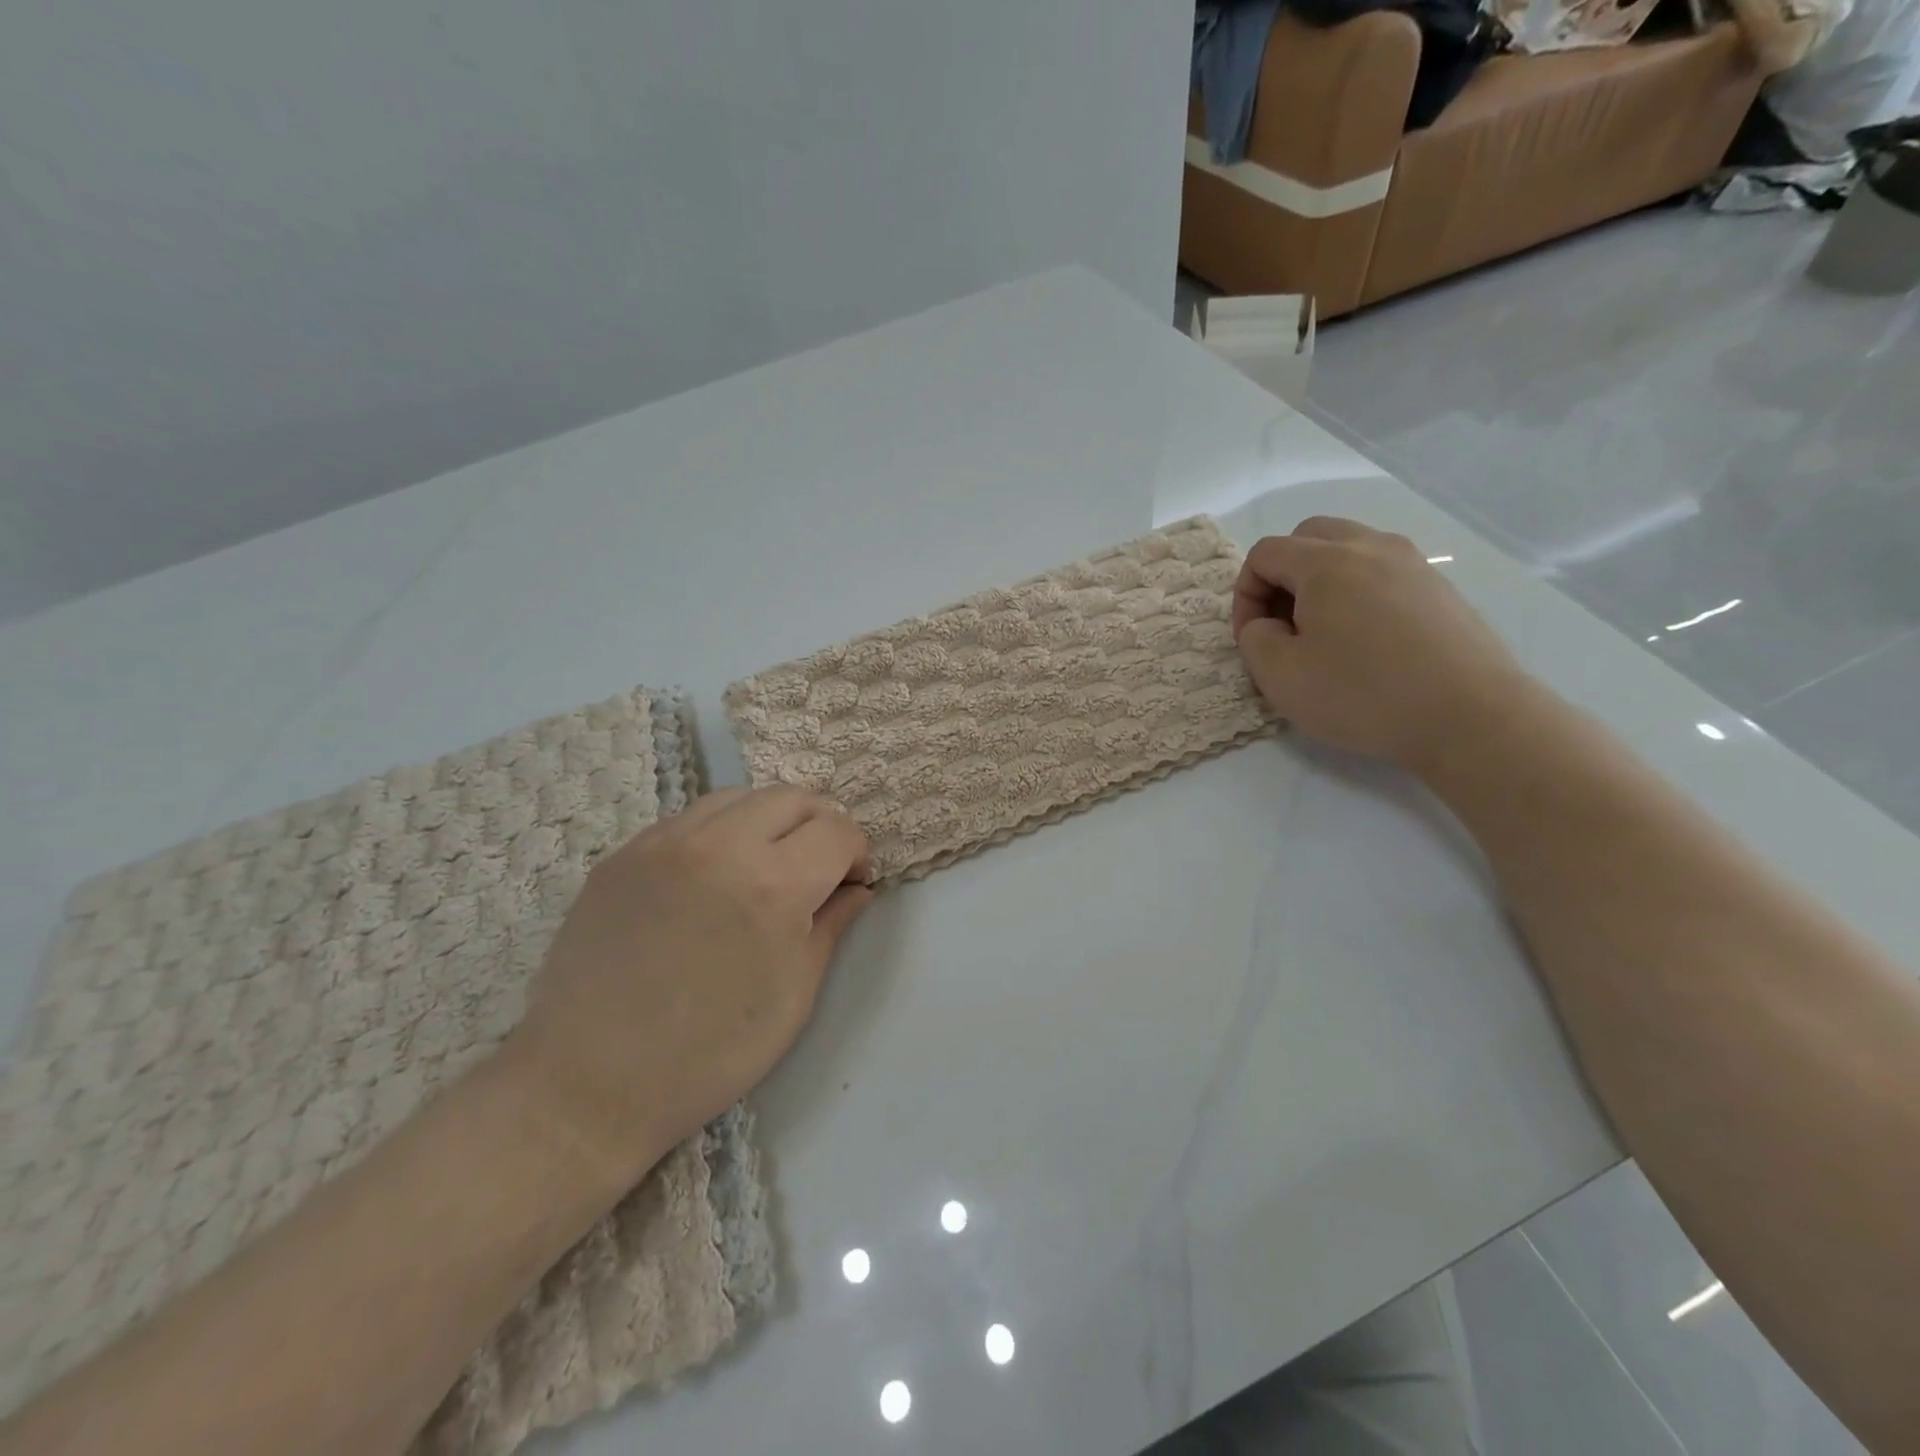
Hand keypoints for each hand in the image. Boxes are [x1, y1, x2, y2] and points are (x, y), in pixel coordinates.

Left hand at [507, 786, 872, 1178]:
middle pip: (792, 798)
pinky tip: (712, 876)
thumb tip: (857, 889)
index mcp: (773, 884)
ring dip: (769, 820)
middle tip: (818, 867)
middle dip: (819, 825)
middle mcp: (720, 845)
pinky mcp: (622, 854)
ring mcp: (664, 843)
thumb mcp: (794, 995)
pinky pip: (688, 819)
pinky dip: (719, 832)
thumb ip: (832, 926)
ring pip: (738, 797)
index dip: (857, 853)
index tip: (851, 883)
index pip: (837, 831)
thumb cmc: (711, 1053)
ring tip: (766, 864)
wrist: (589, 1085)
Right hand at [1232, 517, 1531, 772]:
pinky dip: (1358, 590)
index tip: (1252, 637)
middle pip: (1308, 536)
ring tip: (1322, 631)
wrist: (1469, 717)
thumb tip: (1266, 624)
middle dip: (1282, 575)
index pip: (1265, 553)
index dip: (1245, 594)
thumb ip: (1254, 639)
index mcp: (1326, 563)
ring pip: (1349, 548)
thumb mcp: (1280, 677)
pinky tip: (1364, 639)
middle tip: (1283, 624)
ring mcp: (1412, 563)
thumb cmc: (1363, 695)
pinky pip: (1382, 570)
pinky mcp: (1438, 587)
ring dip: (1321, 580)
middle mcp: (1370, 547)